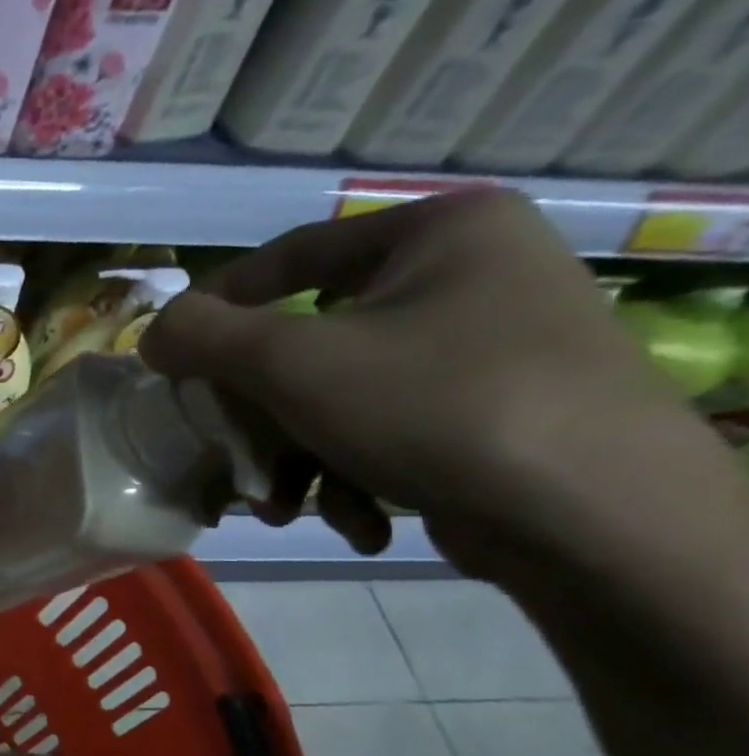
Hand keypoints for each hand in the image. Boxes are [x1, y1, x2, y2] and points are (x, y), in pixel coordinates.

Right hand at [139, 190, 697, 569]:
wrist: (602, 521)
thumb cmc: (435, 406)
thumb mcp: (292, 362)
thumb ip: (204, 336)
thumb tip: (153, 334)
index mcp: (440, 233)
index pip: (291, 256)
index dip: (217, 305)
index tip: (171, 354)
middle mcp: (473, 276)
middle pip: (312, 343)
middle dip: (263, 417)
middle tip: (232, 455)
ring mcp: (492, 348)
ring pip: (343, 396)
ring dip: (300, 459)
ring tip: (287, 510)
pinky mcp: (500, 413)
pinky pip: (393, 429)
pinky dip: (357, 476)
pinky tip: (360, 522)